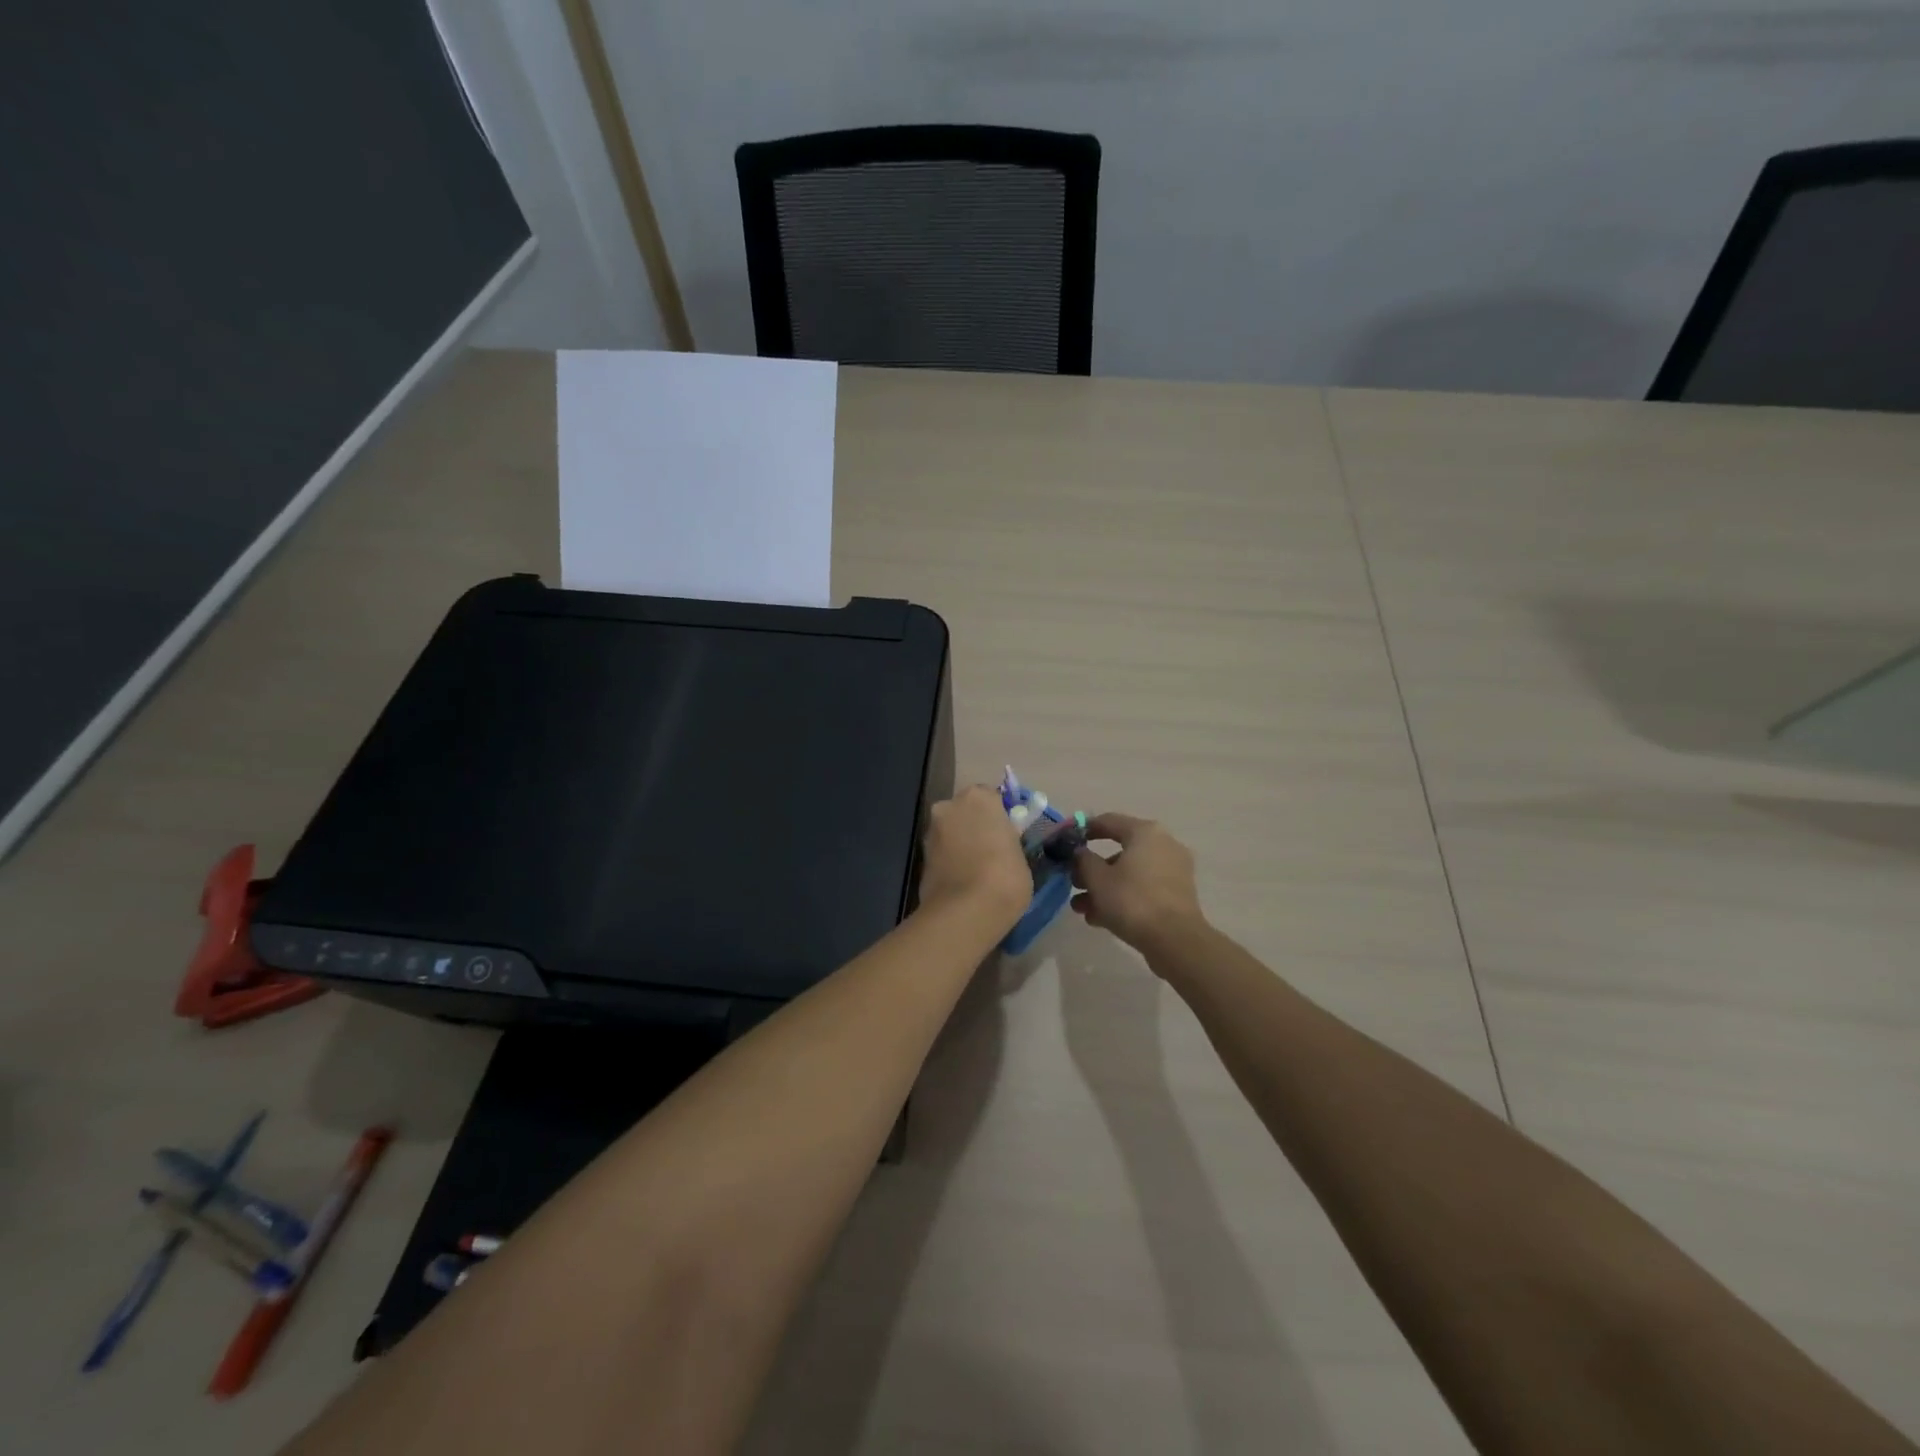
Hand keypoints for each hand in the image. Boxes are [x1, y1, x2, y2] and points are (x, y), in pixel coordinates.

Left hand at [919, 785, 1031, 928]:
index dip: (998, 816)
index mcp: (978, 797)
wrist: (966, 910)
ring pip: (950, 832)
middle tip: (990, 851)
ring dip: (959, 843)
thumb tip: (1001, 844)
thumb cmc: (1005, 876)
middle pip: (964, 811)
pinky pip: (941, 853)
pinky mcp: (920, 857)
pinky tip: (961, 881)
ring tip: (976, 871)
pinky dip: (949, 861)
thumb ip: (1007, 840)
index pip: (991, 797)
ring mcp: (931, 831)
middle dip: (974, 826)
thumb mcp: (1019, 854)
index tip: (1006, 834)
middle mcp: (949, 806)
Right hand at [1071, 814, 1204, 953]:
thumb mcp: (1097, 878)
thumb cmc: (1131, 900)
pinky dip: (1123, 897)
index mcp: (1145, 832)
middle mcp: (1163, 844)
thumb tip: (1080, 853)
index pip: (1108, 821)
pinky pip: (1143, 888)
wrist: (1174, 940)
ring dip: (1104, 888)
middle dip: (1093, 869)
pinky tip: (1099, 919)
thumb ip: (1083, 860)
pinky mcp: (1177, 895)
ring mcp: (1174, 870)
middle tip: (1074, 883)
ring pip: (1130, 873)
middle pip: (1120, 851)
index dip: (1084, 829)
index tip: (1066, 841)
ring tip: (1081, 909)